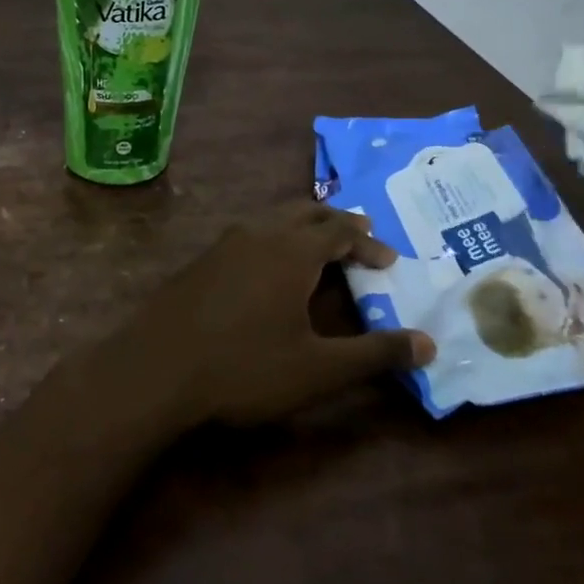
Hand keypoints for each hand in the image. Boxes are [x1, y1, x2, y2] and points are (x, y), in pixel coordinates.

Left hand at [83, 202, 433, 431]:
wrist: (155, 370)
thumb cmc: (243, 367)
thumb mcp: (318, 369)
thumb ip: (374, 354)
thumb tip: (429, 343)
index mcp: (290, 251)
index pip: (339, 232)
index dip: (368, 243)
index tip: (389, 261)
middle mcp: (256, 235)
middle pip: (303, 213)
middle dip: (335, 224)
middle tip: (358, 239)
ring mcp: (221, 246)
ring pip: (270, 221)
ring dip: (299, 229)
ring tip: (316, 249)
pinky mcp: (197, 264)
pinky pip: (245, 238)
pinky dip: (270, 242)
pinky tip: (265, 272)